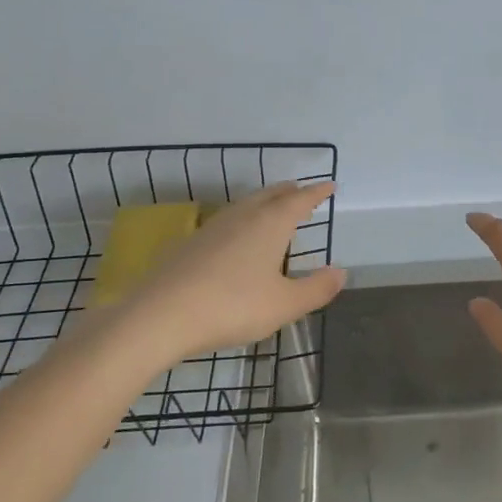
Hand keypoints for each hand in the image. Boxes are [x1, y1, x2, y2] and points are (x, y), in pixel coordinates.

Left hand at [106, 181, 345, 360]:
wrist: (161, 315)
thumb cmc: (233, 306)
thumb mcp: (285, 304)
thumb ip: (316, 289)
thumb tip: (340, 272)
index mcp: (271, 224)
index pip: (300, 200)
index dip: (317, 193)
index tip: (329, 185)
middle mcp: (243, 216)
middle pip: (270, 195)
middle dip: (289, 192)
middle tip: (300, 191)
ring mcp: (213, 228)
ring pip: (245, 205)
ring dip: (263, 203)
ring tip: (271, 209)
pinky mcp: (190, 244)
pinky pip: (226, 222)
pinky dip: (241, 220)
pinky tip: (235, 238)